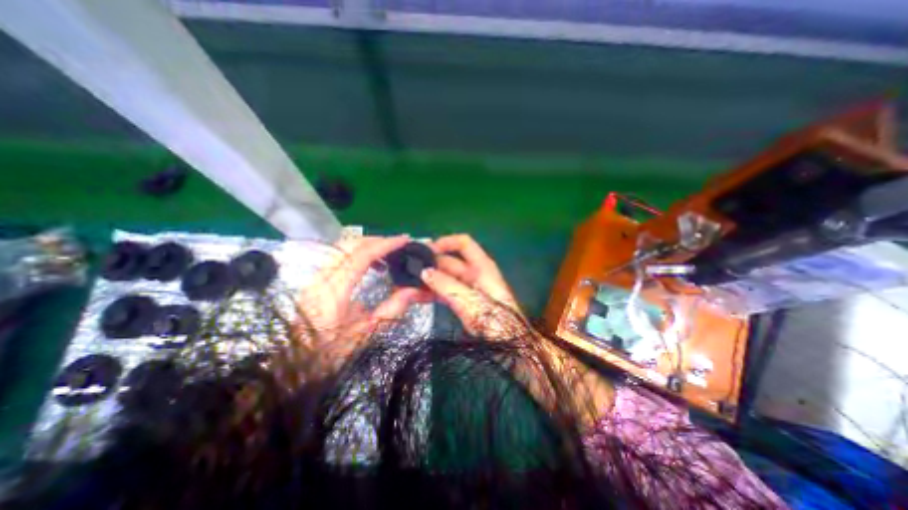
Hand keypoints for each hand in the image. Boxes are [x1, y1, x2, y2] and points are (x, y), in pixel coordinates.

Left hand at [295, 235, 429, 378]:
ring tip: (389, 252)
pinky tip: (372, 264)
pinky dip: (358, 252)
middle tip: (399, 244)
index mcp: (335, 291)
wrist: (294, 362)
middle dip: (377, 239)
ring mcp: (316, 276)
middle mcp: (322, 277)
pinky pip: (339, 255)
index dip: (384, 244)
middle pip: (350, 244)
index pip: (361, 255)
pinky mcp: (316, 278)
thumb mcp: (366, 333)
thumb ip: (391, 309)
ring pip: (343, 246)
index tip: (404, 240)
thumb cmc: (330, 351)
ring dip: (368, 244)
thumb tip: (413, 290)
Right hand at [420, 235, 520, 338]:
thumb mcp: (468, 300)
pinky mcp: (464, 301)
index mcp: (482, 266)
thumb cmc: (493, 319)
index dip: (445, 242)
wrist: (506, 343)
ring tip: (410, 282)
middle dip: (432, 263)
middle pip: (451, 261)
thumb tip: (424, 271)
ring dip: (431, 279)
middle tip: (410, 269)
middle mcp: (475, 273)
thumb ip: (446, 285)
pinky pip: (446, 290)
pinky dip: (434, 291)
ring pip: (446, 277)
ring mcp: (469, 287)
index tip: (426, 250)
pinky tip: (419, 295)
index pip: (463, 243)